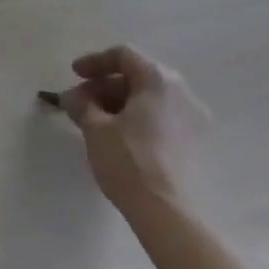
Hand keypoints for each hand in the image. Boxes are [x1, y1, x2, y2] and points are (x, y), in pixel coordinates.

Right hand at [57, 46, 209, 210]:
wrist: (168, 213)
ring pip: (151, 98)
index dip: (94, 62)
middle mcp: (182, 92)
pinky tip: (119, 136)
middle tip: (81, 102)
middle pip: (138, 75)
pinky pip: (162, 117)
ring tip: (96, 121)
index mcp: (159, 80)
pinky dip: (138, 118)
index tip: (74, 75)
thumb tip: (72, 96)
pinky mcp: (196, 142)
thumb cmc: (129, 161)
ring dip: (120, 103)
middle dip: (105, 85)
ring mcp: (194, 118)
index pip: (124, 56)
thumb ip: (81, 104)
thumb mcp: (95, 128)